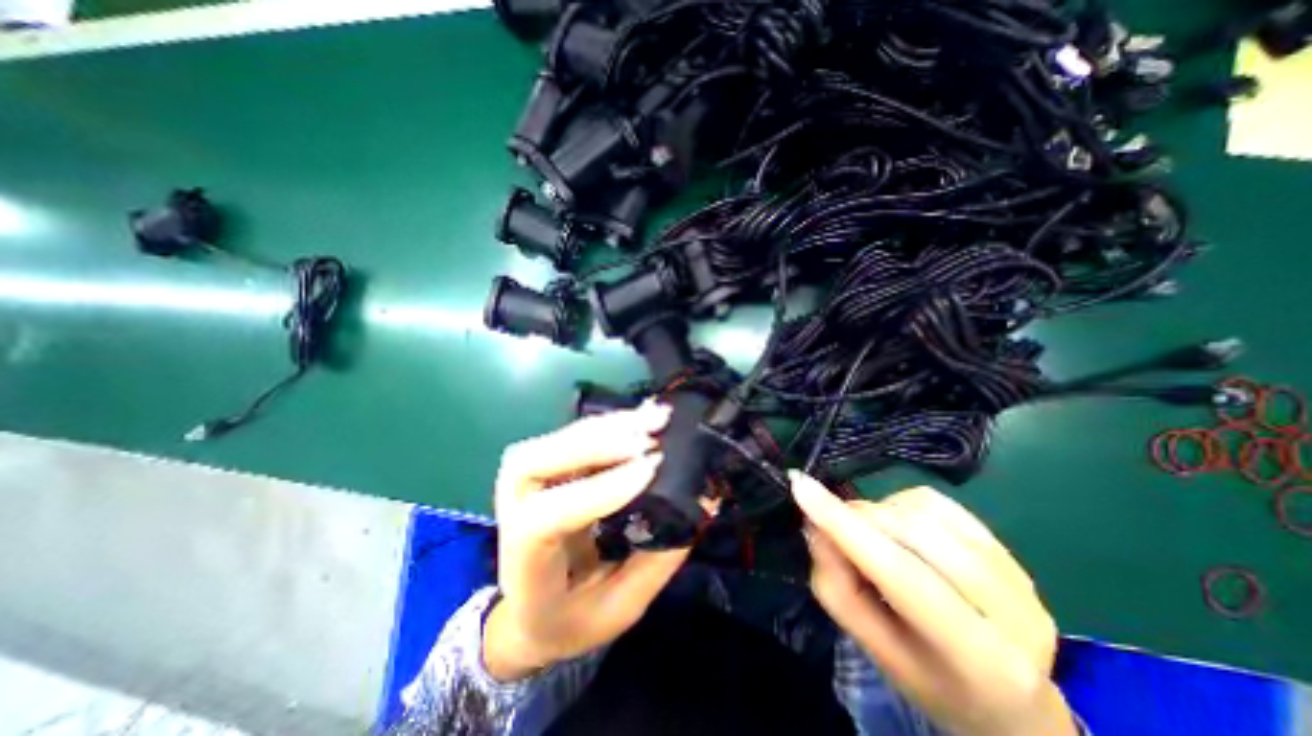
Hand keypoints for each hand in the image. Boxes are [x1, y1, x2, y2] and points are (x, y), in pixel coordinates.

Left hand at [481, 405, 685, 681]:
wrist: (529, 610)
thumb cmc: (571, 619)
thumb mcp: (619, 608)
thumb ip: (658, 560)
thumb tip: (703, 504)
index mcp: (525, 564)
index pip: (545, 519)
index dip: (597, 491)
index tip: (649, 471)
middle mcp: (513, 512)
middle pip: (536, 461)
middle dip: (596, 443)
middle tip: (650, 437)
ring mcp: (525, 483)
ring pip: (558, 440)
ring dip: (609, 426)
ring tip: (655, 418)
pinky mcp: (548, 466)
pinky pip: (574, 436)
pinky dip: (610, 424)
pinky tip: (640, 417)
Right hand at [787, 475, 1075, 733]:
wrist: (1009, 701)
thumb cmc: (928, 677)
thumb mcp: (872, 646)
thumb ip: (837, 586)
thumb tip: (815, 525)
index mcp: (979, 658)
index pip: (901, 573)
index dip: (845, 526)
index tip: (800, 485)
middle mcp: (1014, 612)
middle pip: (911, 533)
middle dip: (858, 519)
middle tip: (833, 529)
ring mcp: (1018, 575)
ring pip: (922, 510)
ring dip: (879, 513)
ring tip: (873, 538)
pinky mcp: (1009, 548)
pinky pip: (937, 502)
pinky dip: (902, 505)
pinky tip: (901, 529)